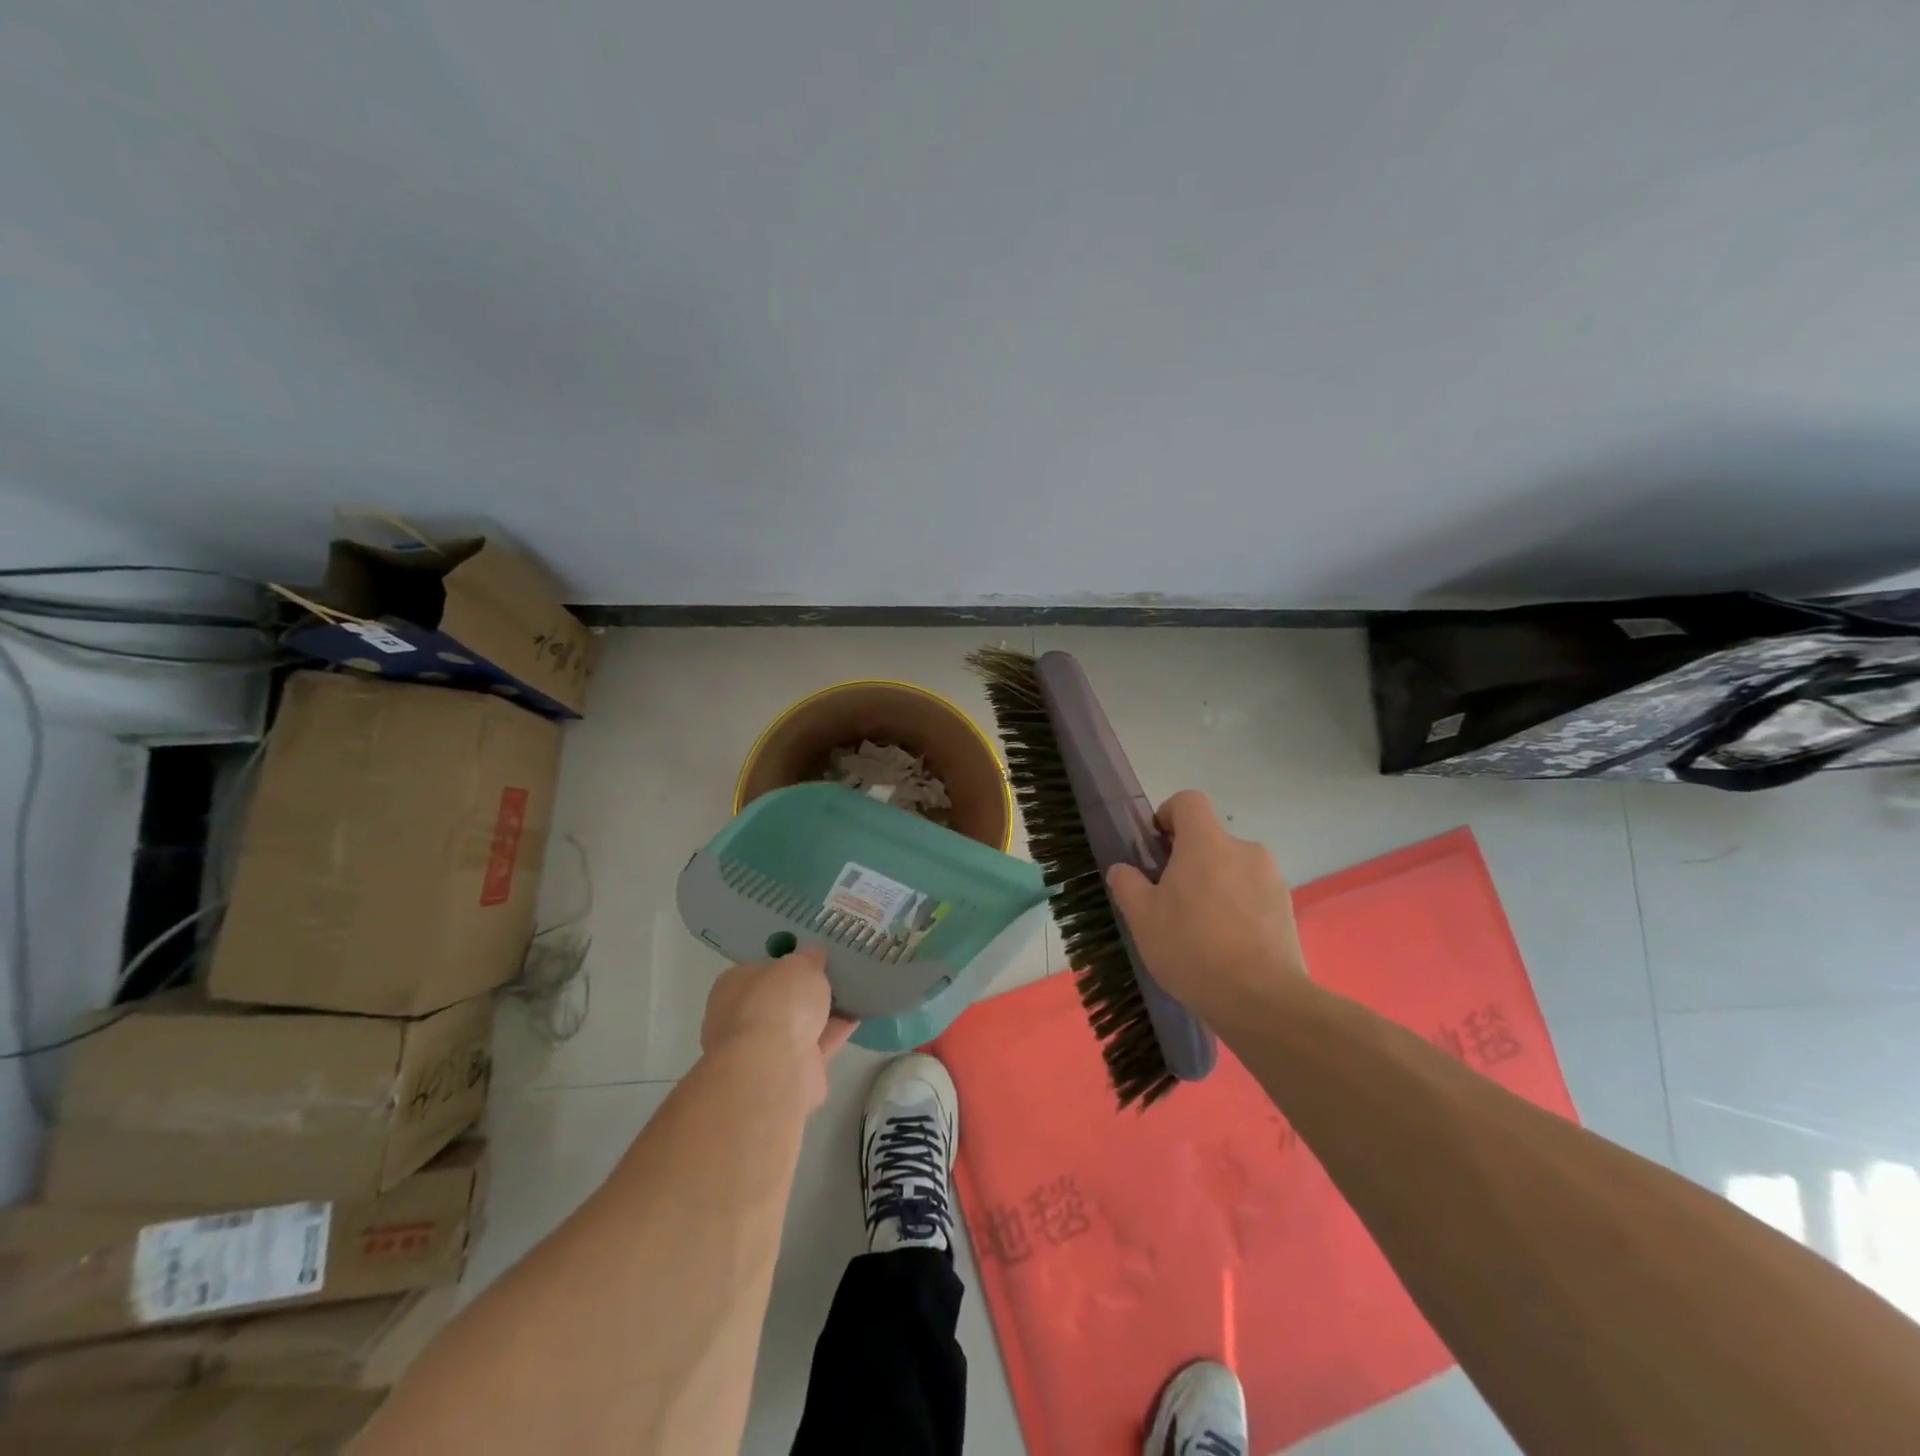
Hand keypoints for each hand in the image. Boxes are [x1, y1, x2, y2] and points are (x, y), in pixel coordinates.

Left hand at [701, 947, 855, 1109]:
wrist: (773, 1068)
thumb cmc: (777, 1002)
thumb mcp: (800, 965)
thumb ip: (808, 959)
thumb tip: (813, 954)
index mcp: (734, 986)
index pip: (761, 970)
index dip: (787, 963)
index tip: (814, 958)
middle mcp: (742, 1018)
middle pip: (780, 999)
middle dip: (805, 992)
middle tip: (836, 975)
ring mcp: (763, 1050)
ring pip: (798, 1025)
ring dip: (822, 1013)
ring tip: (854, 993)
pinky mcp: (788, 1073)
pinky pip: (816, 1045)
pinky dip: (834, 1032)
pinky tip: (858, 1016)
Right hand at [1105, 790, 1307, 1022]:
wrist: (1260, 998)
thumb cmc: (1191, 947)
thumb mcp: (1142, 918)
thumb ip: (1128, 884)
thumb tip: (1123, 870)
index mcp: (1206, 843)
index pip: (1189, 801)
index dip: (1169, 814)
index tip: (1158, 847)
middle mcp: (1244, 850)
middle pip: (1211, 840)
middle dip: (1190, 861)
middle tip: (1172, 901)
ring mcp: (1271, 879)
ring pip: (1234, 869)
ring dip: (1216, 886)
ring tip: (1202, 931)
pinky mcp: (1287, 909)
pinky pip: (1254, 896)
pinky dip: (1239, 909)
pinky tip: (1228, 946)